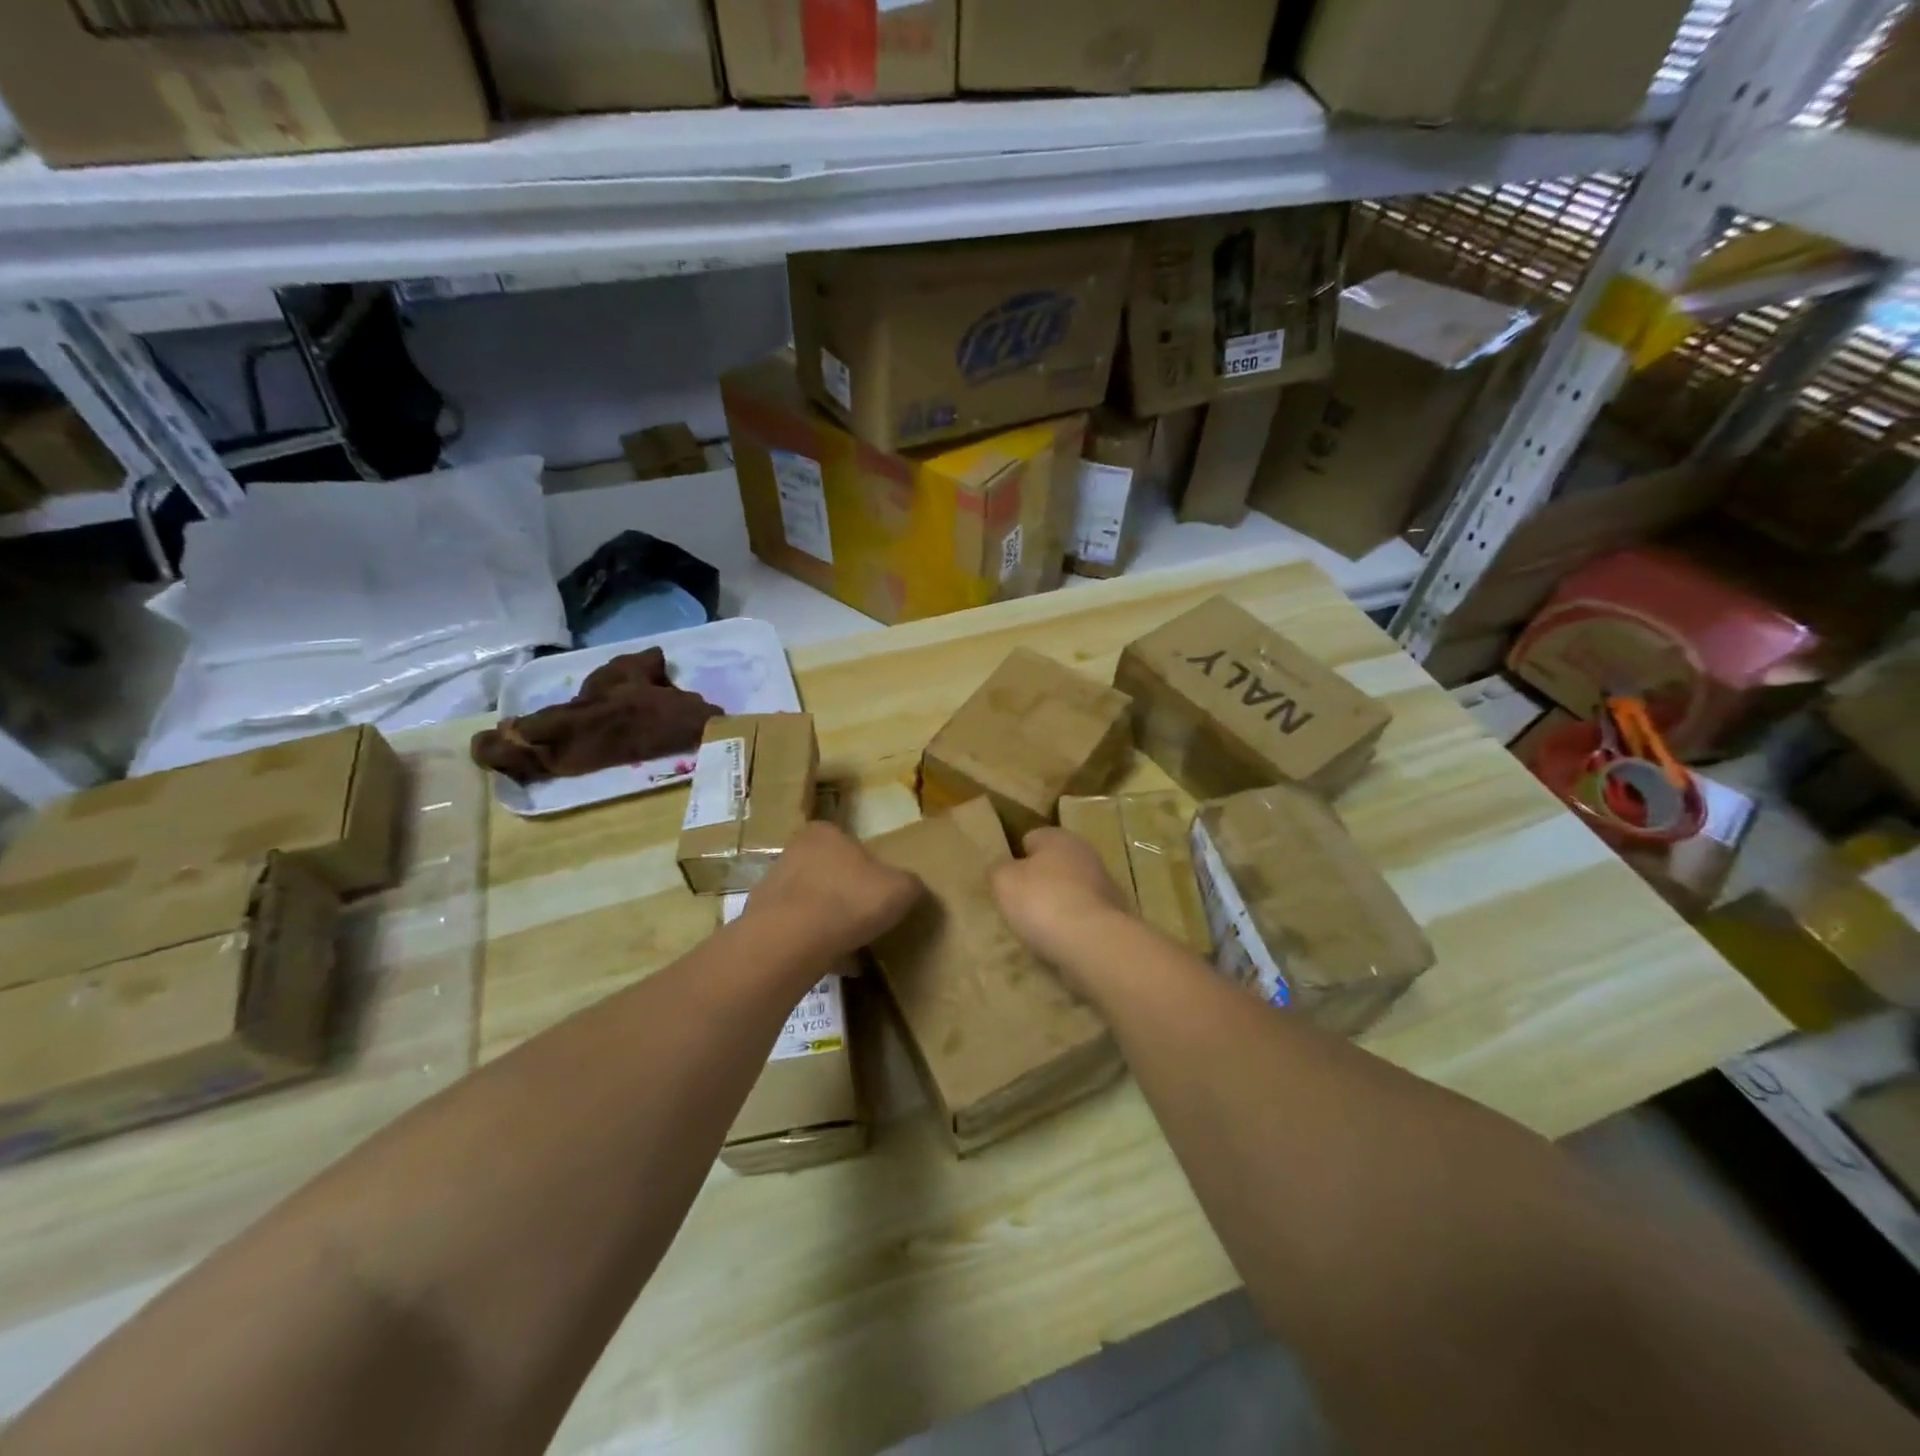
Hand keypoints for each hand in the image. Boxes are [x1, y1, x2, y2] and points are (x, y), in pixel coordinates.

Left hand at [743, 822, 922, 962]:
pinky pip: (797, 933)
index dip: (870, 870)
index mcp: (824, 833)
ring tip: (852, 949)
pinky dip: (814, 946)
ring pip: (812, 904)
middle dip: (847, 897)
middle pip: (830, 874)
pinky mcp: (761, 922)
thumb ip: (910, 884)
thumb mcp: (901, 889)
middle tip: (868, 921)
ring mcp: (772, 887)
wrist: (790, 942)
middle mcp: (793, 852)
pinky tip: (832, 964)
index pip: (851, 845)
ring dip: (830, 924)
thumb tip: (910, 889)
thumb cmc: (849, 901)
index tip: (880, 895)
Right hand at [990, 827, 1131, 986]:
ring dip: (1056, 906)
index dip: (1015, 857)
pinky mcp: (1114, 916)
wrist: (1094, 943)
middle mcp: (1086, 854)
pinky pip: (1083, 918)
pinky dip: (1072, 927)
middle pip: (1053, 865)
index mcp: (1059, 837)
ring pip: (1070, 892)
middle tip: (1017, 905)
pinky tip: (1059, 942)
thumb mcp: (1003, 881)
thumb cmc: (1042, 901)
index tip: (1005, 880)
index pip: (1031, 838)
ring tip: (1036, 929)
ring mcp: (1105, 886)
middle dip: (1038, 882)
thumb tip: (1003, 867)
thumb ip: (998, 869)